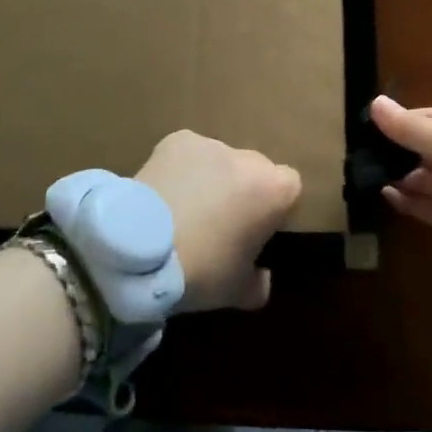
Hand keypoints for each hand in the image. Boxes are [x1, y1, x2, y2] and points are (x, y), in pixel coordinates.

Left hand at [134, 130, 301, 312]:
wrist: (141, 249)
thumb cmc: (201, 270)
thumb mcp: (237, 291)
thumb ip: (259, 284)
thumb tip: (262, 279)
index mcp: (274, 190)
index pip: (290, 187)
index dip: (276, 207)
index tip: (257, 228)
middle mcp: (248, 158)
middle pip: (255, 170)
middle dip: (244, 190)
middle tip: (220, 221)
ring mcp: (211, 144)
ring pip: (220, 161)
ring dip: (212, 178)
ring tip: (186, 207)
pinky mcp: (177, 140)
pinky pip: (188, 154)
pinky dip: (182, 169)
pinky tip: (165, 193)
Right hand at [370, 96, 431, 292]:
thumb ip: (411, 128)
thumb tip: (375, 103)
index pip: (430, 116)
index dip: (399, 122)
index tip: (364, 130)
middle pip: (428, 147)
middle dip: (397, 151)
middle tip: (360, 156)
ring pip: (428, 177)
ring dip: (401, 177)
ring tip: (367, 177)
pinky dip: (410, 201)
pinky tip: (385, 197)